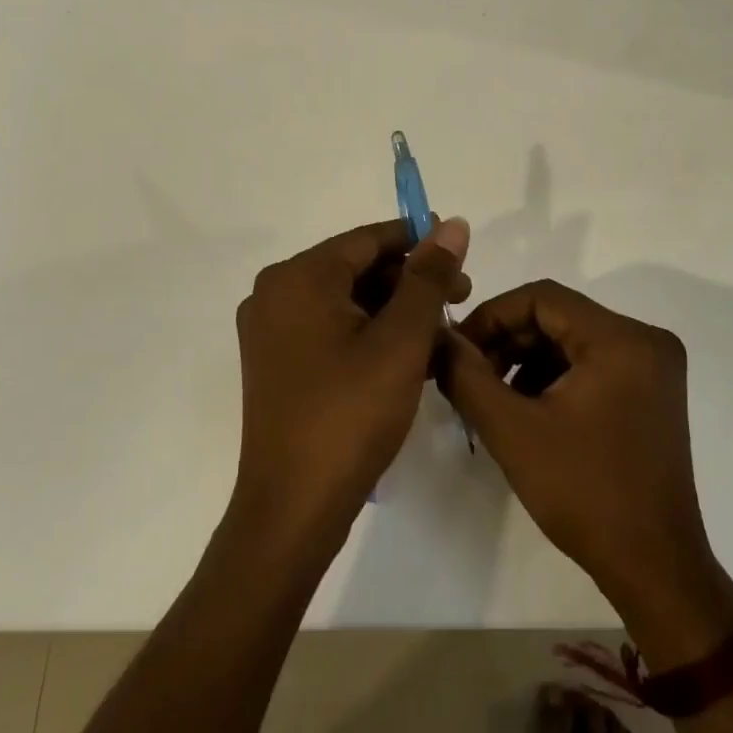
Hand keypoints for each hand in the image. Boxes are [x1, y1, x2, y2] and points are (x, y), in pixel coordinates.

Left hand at [231, 217, 470, 550]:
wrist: (293, 509)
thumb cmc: (350, 415)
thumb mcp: (401, 341)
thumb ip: (428, 277)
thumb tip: (452, 224)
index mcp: (298, 277)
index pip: (368, 239)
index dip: (419, 240)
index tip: (462, 253)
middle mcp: (275, 292)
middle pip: (357, 268)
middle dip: (411, 281)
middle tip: (461, 299)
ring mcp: (271, 330)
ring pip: (347, 301)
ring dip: (395, 311)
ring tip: (442, 335)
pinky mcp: (277, 362)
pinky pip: (331, 329)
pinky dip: (370, 335)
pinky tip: (410, 357)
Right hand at [440, 280, 732, 662]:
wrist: (653, 567)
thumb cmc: (584, 493)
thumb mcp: (512, 431)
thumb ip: (466, 375)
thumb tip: (439, 338)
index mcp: (622, 339)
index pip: (542, 297)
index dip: (491, 316)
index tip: (458, 349)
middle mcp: (646, 340)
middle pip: (558, 316)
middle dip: (507, 341)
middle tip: (469, 375)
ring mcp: (654, 367)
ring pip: (571, 340)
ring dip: (526, 360)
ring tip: (492, 397)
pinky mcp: (652, 392)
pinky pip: (591, 363)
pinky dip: (553, 377)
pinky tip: (526, 409)